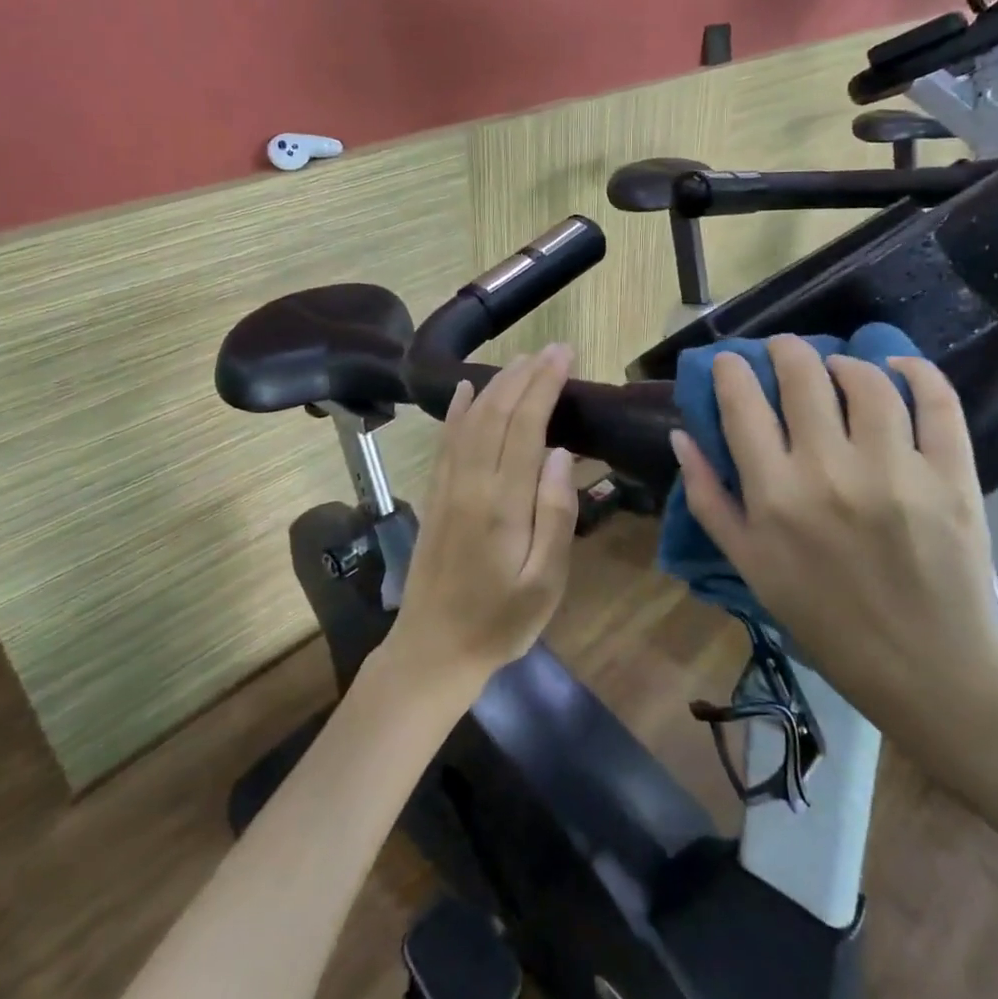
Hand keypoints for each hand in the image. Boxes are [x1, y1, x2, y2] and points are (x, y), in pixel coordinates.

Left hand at [381, 346, 579, 700]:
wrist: (433, 649)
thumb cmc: (500, 622)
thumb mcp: (545, 583)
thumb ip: (555, 515)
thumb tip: (562, 454)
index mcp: (501, 503)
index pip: (525, 427)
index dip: (544, 386)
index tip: (564, 356)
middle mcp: (470, 483)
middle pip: (496, 414)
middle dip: (525, 376)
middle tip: (552, 349)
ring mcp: (446, 487)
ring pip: (470, 420)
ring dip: (495, 385)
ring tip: (521, 360)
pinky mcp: (434, 496)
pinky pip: (445, 441)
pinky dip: (456, 410)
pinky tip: (464, 390)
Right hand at [670, 337, 997, 739]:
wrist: (926, 665)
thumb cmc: (822, 616)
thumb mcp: (748, 564)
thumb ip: (708, 498)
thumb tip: (681, 436)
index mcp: (774, 495)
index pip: (742, 404)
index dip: (731, 370)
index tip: (730, 363)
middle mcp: (830, 471)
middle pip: (802, 376)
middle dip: (784, 350)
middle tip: (782, 350)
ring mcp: (896, 471)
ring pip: (866, 380)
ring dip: (844, 362)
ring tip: (837, 367)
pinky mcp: (951, 477)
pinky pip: (937, 403)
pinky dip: (917, 372)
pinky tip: (898, 367)